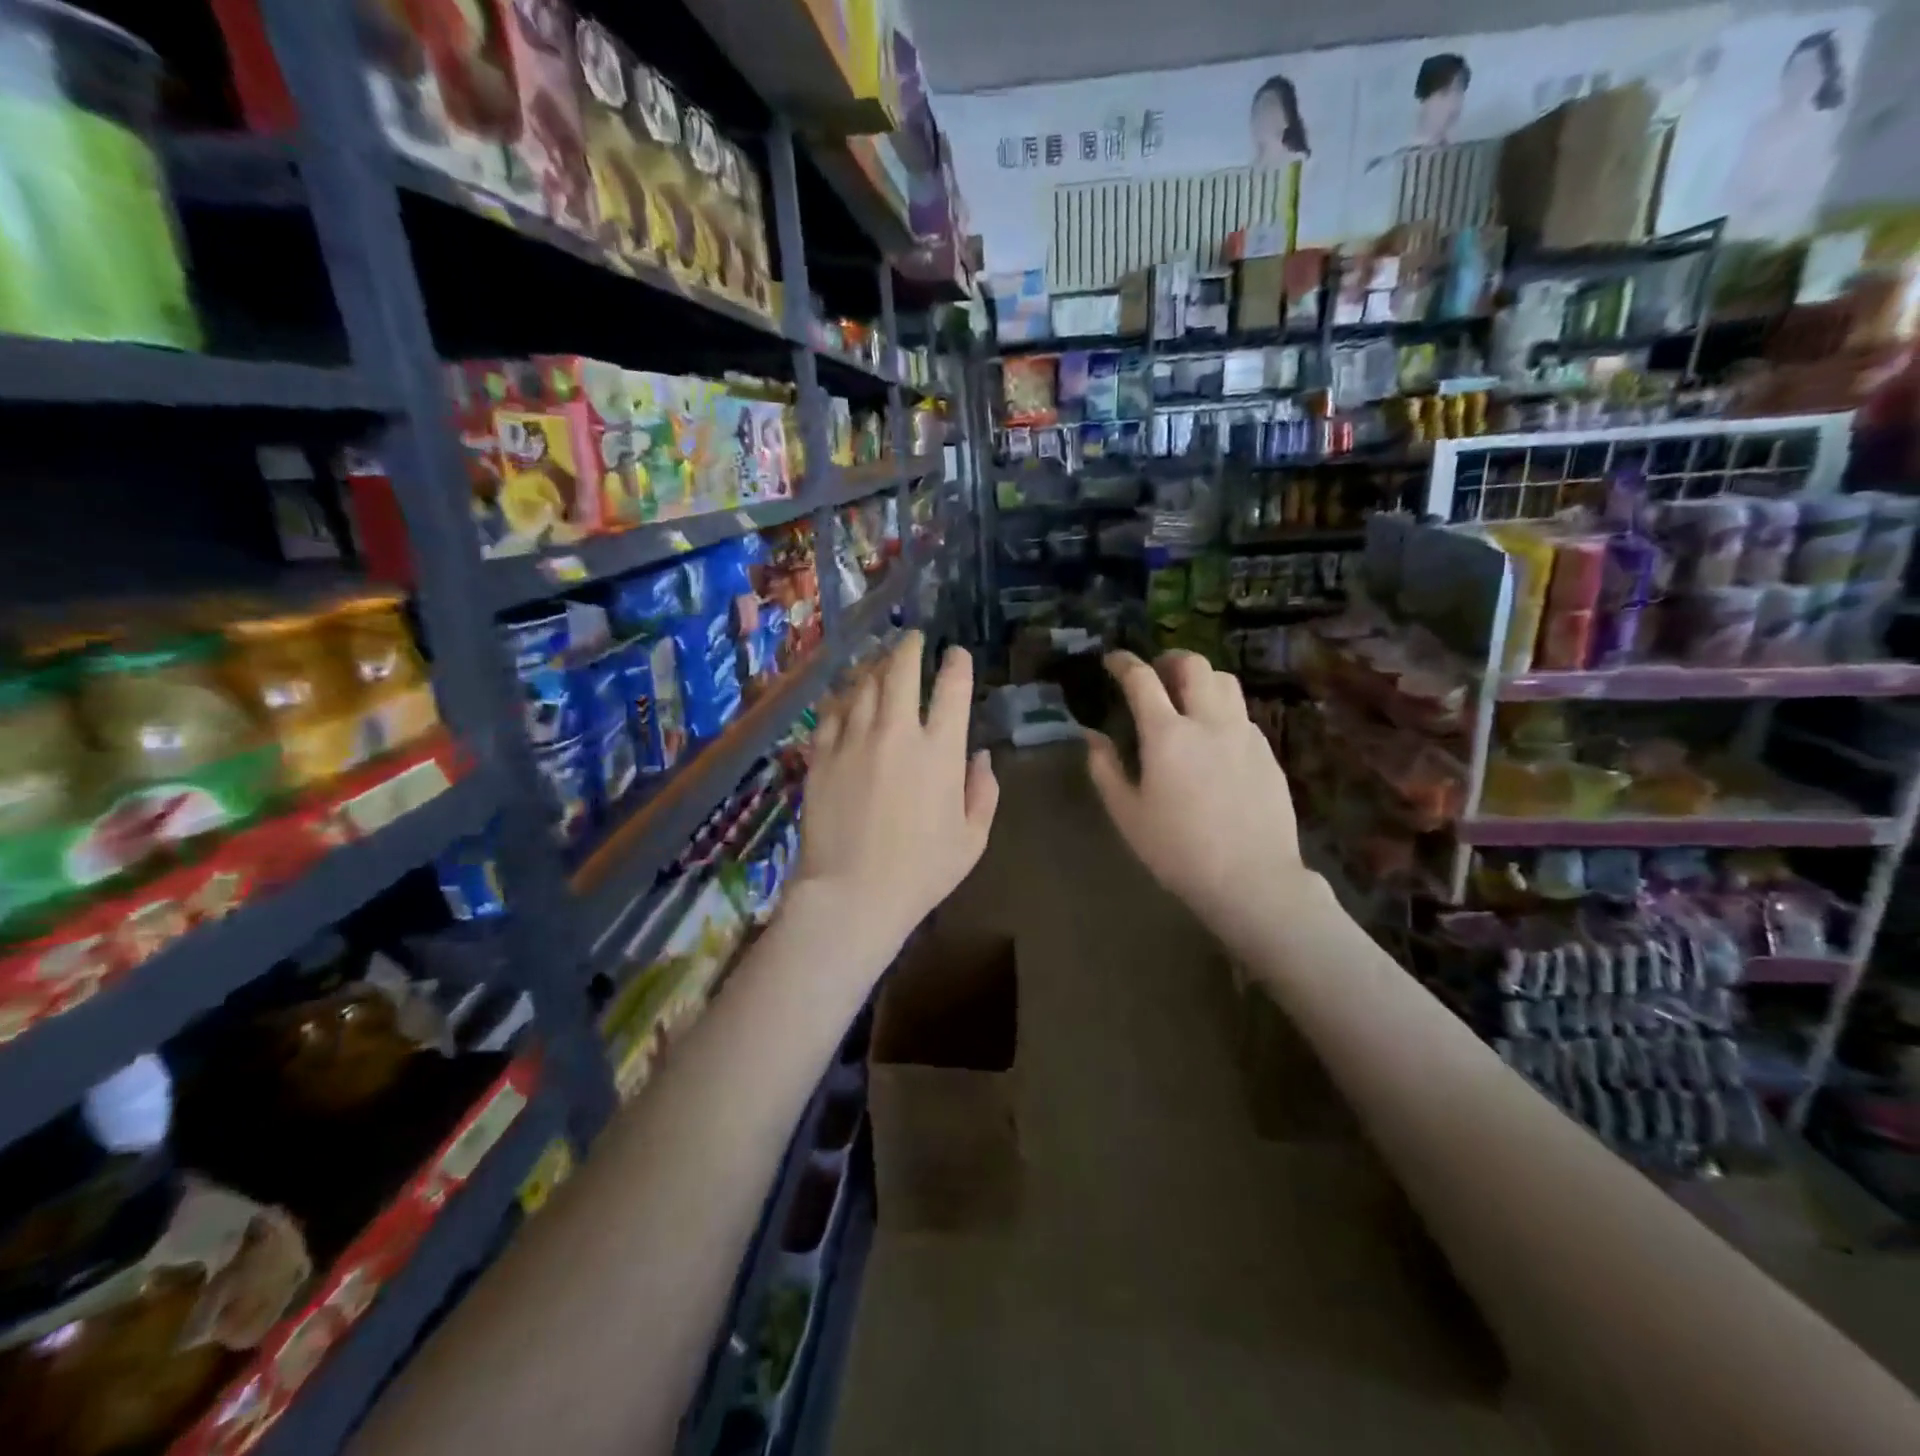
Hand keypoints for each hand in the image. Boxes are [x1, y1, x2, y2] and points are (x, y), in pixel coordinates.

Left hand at [796, 632, 998, 963]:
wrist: (852, 894)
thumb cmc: (922, 871)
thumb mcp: (973, 838)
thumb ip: (983, 791)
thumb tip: (980, 756)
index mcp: (939, 751)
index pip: (952, 688)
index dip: (956, 663)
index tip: (956, 654)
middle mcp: (896, 733)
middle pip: (900, 671)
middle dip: (908, 647)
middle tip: (911, 639)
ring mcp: (853, 740)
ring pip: (862, 684)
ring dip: (874, 665)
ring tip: (878, 659)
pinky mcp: (821, 756)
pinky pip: (831, 712)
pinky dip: (841, 697)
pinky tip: (844, 694)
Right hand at [1087, 650, 1307, 943]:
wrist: (1252, 879)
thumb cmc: (1178, 851)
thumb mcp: (1128, 814)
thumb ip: (1105, 768)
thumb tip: (1092, 736)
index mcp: (1167, 735)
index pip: (1142, 679)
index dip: (1124, 663)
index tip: (1113, 661)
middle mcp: (1209, 722)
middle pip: (1194, 664)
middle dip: (1169, 659)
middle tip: (1155, 673)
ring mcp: (1244, 733)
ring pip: (1225, 681)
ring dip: (1201, 678)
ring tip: (1187, 698)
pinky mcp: (1266, 751)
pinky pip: (1242, 713)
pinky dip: (1222, 709)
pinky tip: (1213, 738)